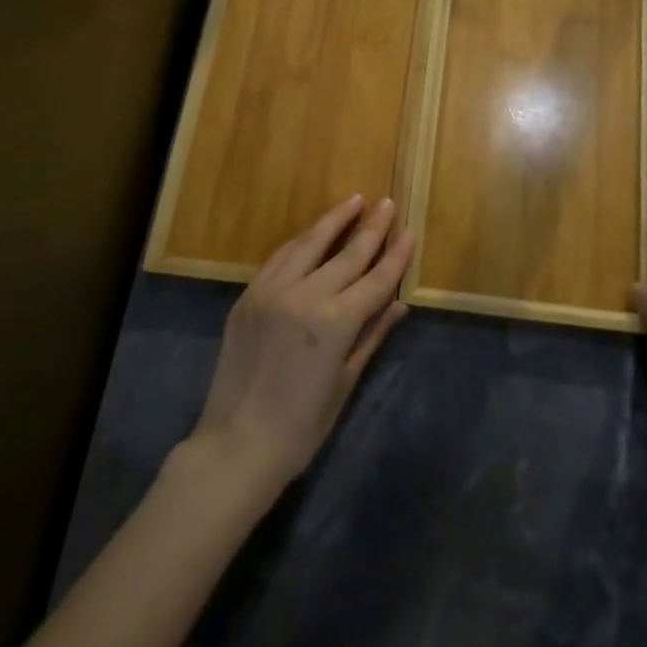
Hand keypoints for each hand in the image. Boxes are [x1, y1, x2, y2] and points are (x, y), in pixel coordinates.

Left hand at [192, 195, 413, 493]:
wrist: (236, 446)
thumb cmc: (301, 427)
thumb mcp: (345, 382)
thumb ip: (372, 335)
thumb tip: (400, 304)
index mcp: (335, 323)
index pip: (376, 279)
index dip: (396, 255)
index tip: (410, 230)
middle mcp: (304, 296)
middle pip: (347, 253)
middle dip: (371, 227)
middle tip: (388, 202)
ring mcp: (272, 291)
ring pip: (309, 244)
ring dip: (334, 220)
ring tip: (353, 201)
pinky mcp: (248, 295)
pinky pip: (280, 258)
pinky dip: (301, 242)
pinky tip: (313, 233)